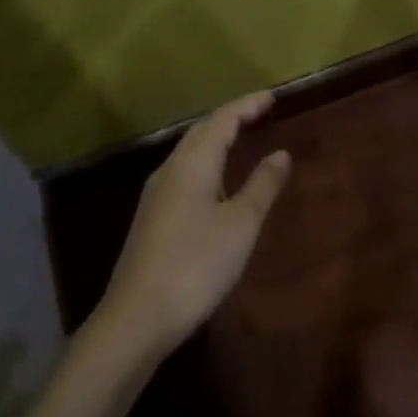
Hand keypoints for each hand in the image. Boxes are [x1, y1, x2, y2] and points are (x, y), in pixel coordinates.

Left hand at [99, 92, 291, 355]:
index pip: (222, 120)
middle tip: (260, 112)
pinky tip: (215, 180)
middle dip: (231, 117)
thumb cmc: (196, 265)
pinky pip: (183, 172)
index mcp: (193, 164)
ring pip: (189, 152)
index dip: (248, 105)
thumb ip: (262, 185)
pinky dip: (206, 161)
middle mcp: (170, 170)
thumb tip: (281, 153)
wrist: (136, 319)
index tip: (272, 97)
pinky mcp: (151, 218)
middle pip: (201, 131)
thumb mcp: (240, 225)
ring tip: (241, 138)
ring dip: (216, 138)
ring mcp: (155, 195)